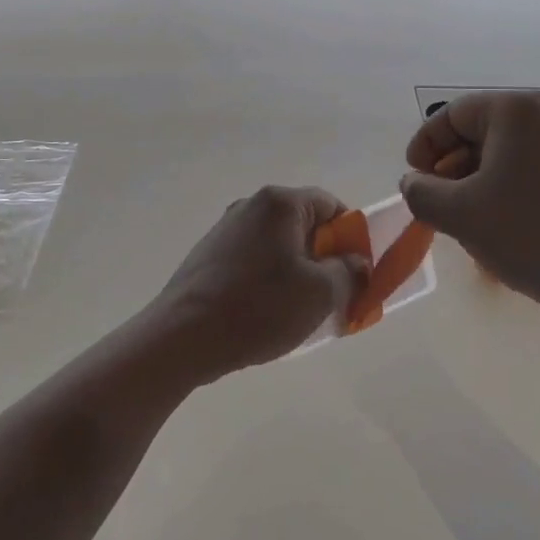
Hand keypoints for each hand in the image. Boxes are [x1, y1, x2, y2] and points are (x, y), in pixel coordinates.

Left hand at [143, 186, 369, 381]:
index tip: (355, 272)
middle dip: (325, 257)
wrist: (183, 335)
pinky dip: (270, 278)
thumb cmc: (259, 307)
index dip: (351, 236)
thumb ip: (348, 272)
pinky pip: (254, 258)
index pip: (331, 205)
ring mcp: (226, 228)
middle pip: (304, 223)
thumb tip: (356, 262)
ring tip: (300, 311)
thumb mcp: (319, 293)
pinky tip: (266, 313)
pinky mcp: (209, 253)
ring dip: (298, 271)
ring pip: (279, 244)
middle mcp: (251, 205)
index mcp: (280, 203)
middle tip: (334, 296)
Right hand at [400, 91, 539, 330]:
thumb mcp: (459, 214)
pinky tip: (511, 226)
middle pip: (483, 131)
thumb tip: (414, 183)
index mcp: (517, 109)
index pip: (452, 114)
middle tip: (440, 204)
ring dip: (481, 180)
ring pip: (512, 152)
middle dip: (453, 167)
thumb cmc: (530, 234)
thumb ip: (421, 192)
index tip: (414, 180)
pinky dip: (514, 188)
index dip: (424, 145)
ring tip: (472, 221)